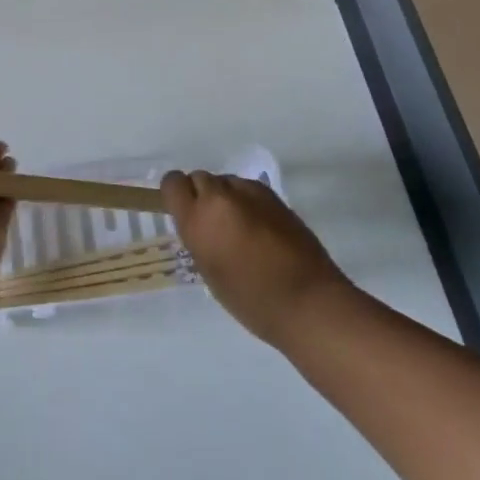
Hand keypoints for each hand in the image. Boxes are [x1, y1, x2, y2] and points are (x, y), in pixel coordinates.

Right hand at [162, 171, 347, 347]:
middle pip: (199, 178)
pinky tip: (260, 227)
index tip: (184, 212)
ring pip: (225, 181)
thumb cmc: (250, 300)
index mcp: (197, 219)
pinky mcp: (273, 195)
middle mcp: (219, 198)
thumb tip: (200, 223)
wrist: (307, 301)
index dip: (176, 195)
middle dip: (202, 196)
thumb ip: (198, 237)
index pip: (172, 183)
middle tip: (214, 224)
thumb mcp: (208, 271)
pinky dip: (248, 202)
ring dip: (225, 197)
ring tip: (240, 227)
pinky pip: (248, 189)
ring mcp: (249, 192)